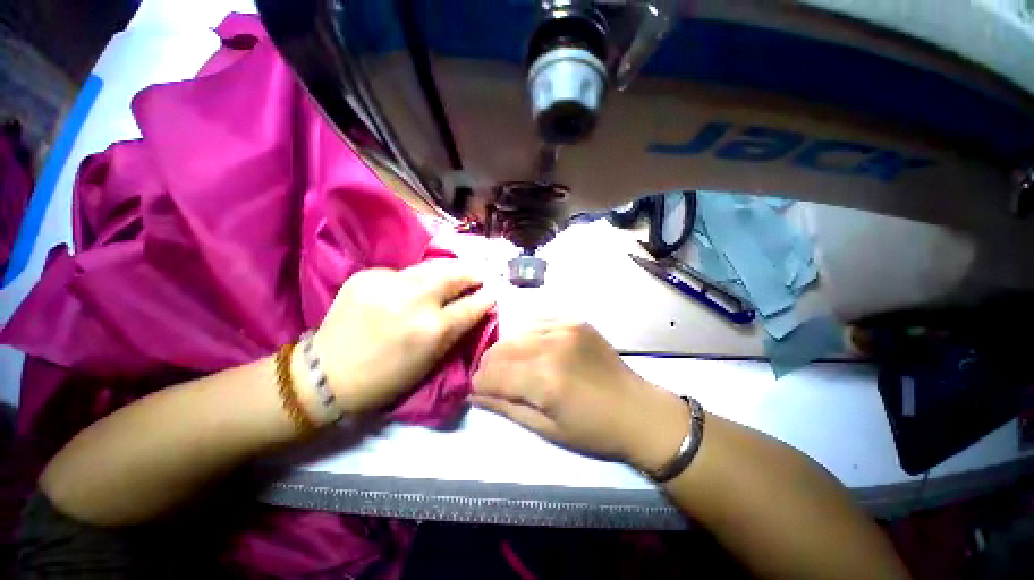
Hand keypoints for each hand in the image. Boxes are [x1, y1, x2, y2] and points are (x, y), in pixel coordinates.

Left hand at [307, 260, 494, 414]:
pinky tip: (411, 289)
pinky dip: (414, 279)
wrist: (326, 373)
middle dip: (471, 273)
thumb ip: (455, 331)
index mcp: (432, 330)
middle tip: (479, 275)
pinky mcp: (367, 275)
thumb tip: (474, 308)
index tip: (492, 293)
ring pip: (430, 268)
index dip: (486, 298)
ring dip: (447, 271)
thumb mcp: (431, 361)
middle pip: (454, 275)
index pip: (471, 306)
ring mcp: (388, 284)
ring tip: (455, 274)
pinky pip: (402, 273)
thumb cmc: (387, 377)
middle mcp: (414, 301)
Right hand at [471, 321, 688, 471]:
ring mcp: (566, 328)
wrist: (640, 411)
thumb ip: (507, 408)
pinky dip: (529, 336)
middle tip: (494, 379)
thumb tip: (473, 395)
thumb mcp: (547, 430)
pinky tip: (536, 350)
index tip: (478, 390)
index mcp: (545, 380)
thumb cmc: (593, 431)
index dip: (479, 383)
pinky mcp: (576, 320)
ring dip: (508, 349)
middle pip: (502, 348)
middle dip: (490, 365)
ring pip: (517, 332)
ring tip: (515, 365)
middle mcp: (552, 346)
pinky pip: (538, 322)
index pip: (492, 374)